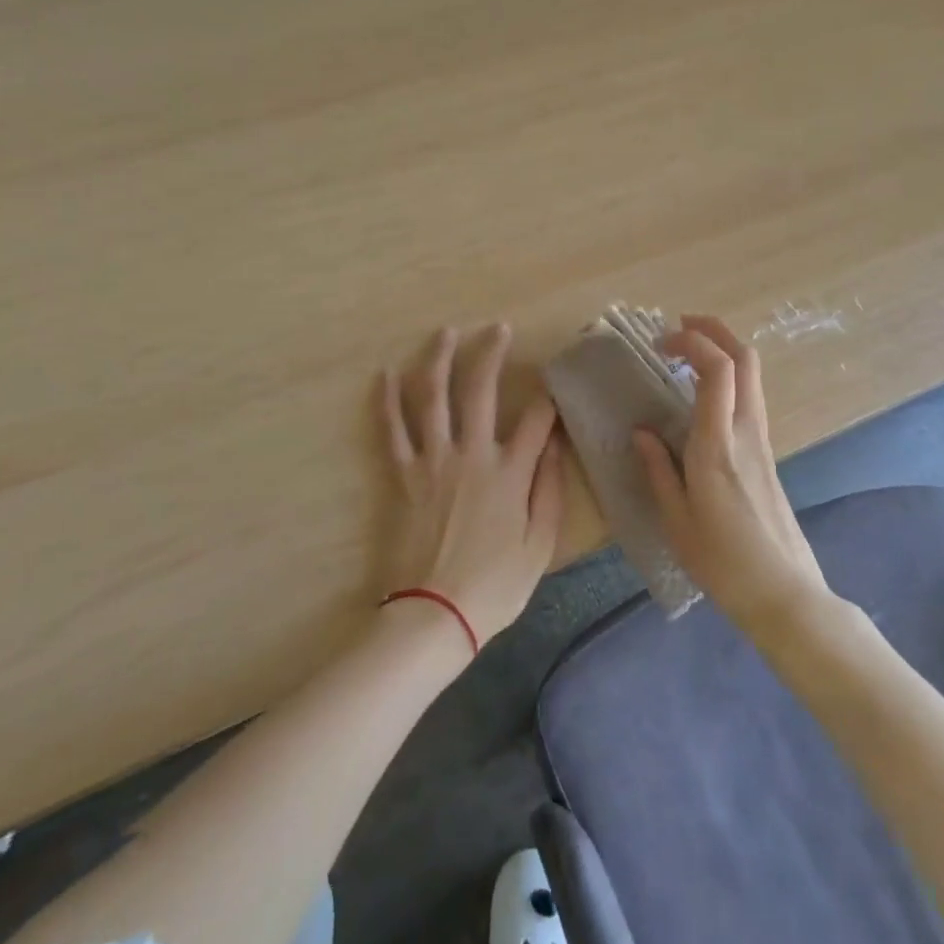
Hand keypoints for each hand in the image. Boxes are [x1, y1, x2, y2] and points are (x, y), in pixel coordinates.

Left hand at [381, 324, 564, 648]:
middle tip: (498, 328)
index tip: (551, 384)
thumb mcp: (540, 545)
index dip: (548, 397)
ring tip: (447, 332)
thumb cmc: (494, 586)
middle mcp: (472, 454)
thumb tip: (557, 445)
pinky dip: (387, 399)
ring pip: (433, 397)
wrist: (432, 615)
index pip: (537, 419)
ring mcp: (432, 460)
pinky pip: (392, 429)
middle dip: (491, 352)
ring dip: (439, 359)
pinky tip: (386, 373)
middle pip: (480, 389)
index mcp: (510, 473)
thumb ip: (550, 490)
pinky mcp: (402, 474)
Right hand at [633, 315, 830, 635]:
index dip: (691, 340)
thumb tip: (642, 432)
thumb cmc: (723, 562)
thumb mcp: (676, 520)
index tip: (660, 342)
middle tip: (680, 325)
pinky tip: (702, 395)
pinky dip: (728, 378)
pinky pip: (749, 397)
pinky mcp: (767, 453)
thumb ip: (658, 469)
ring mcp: (762, 441)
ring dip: (723, 350)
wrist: (785, 593)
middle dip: (715, 329)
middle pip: (745, 358)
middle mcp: (746, 432)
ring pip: (751, 375)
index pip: (717, 369)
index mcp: (718, 445)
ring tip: (686, 354)